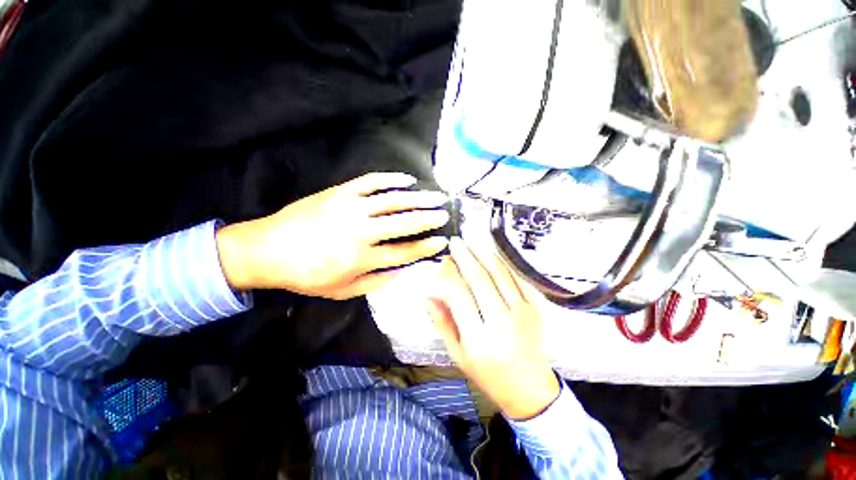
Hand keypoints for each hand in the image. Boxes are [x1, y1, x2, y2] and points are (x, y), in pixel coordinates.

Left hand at [216, 172, 449, 299]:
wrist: (267, 250)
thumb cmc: (307, 275)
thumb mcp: (343, 290)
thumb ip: (377, 282)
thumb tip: (405, 275)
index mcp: (361, 257)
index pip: (404, 253)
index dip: (426, 248)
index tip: (443, 242)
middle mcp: (360, 231)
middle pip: (403, 223)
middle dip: (428, 219)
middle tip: (445, 213)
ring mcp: (350, 208)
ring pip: (392, 200)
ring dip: (417, 198)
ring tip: (436, 196)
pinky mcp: (340, 192)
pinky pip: (370, 182)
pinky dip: (391, 179)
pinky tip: (407, 180)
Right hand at [428, 238, 559, 419]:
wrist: (529, 388)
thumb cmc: (488, 373)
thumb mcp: (458, 354)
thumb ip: (442, 322)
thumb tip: (428, 294)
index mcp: (478, 339)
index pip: (459, 296)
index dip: (448, 275)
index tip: (442, 262)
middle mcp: (501, 323)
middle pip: (480, 279)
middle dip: (465, 257)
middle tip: (456, 242)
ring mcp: (522, 313)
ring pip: (499, 274)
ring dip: (483, 254)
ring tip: (472, 241)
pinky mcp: (535, 308)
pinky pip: (516, 279)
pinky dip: (502, 263)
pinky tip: (491, 254)